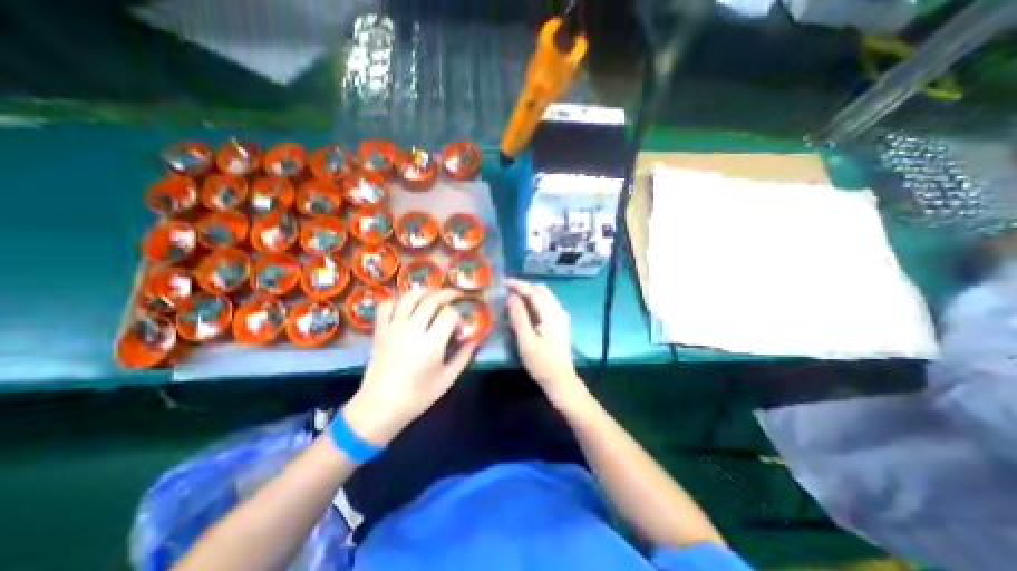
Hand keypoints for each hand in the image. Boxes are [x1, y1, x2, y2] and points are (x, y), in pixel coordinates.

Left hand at [346, 291, 476, 444]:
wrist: (379, 407)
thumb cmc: (417, 396)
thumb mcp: (447, 379)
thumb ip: (464, 356)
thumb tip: (476, 339)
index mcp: (430, 344)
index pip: (449, 314)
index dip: (458, 317)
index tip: (460, 328)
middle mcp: (412, 330)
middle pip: (431, 299)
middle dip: (447, 294)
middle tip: (456, 297)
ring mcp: (393, 328)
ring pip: (409, 297)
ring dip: (425, 291)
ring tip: (434, 295)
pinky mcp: (380, 330)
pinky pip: (386, 305)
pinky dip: (398, 299)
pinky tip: (406, 305)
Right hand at [507, 276, 588, 407]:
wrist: (561, 380)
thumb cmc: (541, 363)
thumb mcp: (526, 340)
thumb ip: (519, 316)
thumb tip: (512, 296)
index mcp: (552, 314)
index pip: (534, 292)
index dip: (518, 285)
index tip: (503, 282)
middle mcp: (559, 311)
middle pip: (541, 290)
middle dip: (524, 287)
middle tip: (507, 289)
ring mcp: (561, 316)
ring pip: (544, 296)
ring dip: (529, 294)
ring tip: (512, 297)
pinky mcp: (559, 323)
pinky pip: (545, 305)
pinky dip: (534, 302)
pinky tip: (523, 309)